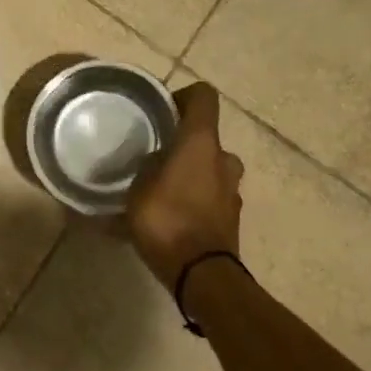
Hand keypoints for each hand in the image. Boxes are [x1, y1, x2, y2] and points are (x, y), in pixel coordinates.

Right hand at [126, 82, 244, 287]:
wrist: (202, 274)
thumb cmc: (167, 220)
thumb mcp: (138, 189)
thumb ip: (143, 169)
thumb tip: (146, 162)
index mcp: (201, 143)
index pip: (203, 96)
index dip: (183, 96)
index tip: (161, 111)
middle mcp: (223, 159)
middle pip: (205, 137)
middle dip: (182, 143)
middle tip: (154, 156)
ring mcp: (232, 189)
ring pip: (209, 168)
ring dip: (190, 172)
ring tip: (160, 188)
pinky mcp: (231, 216)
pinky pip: (210, 196)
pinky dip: (194, 198)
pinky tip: (170, 215)